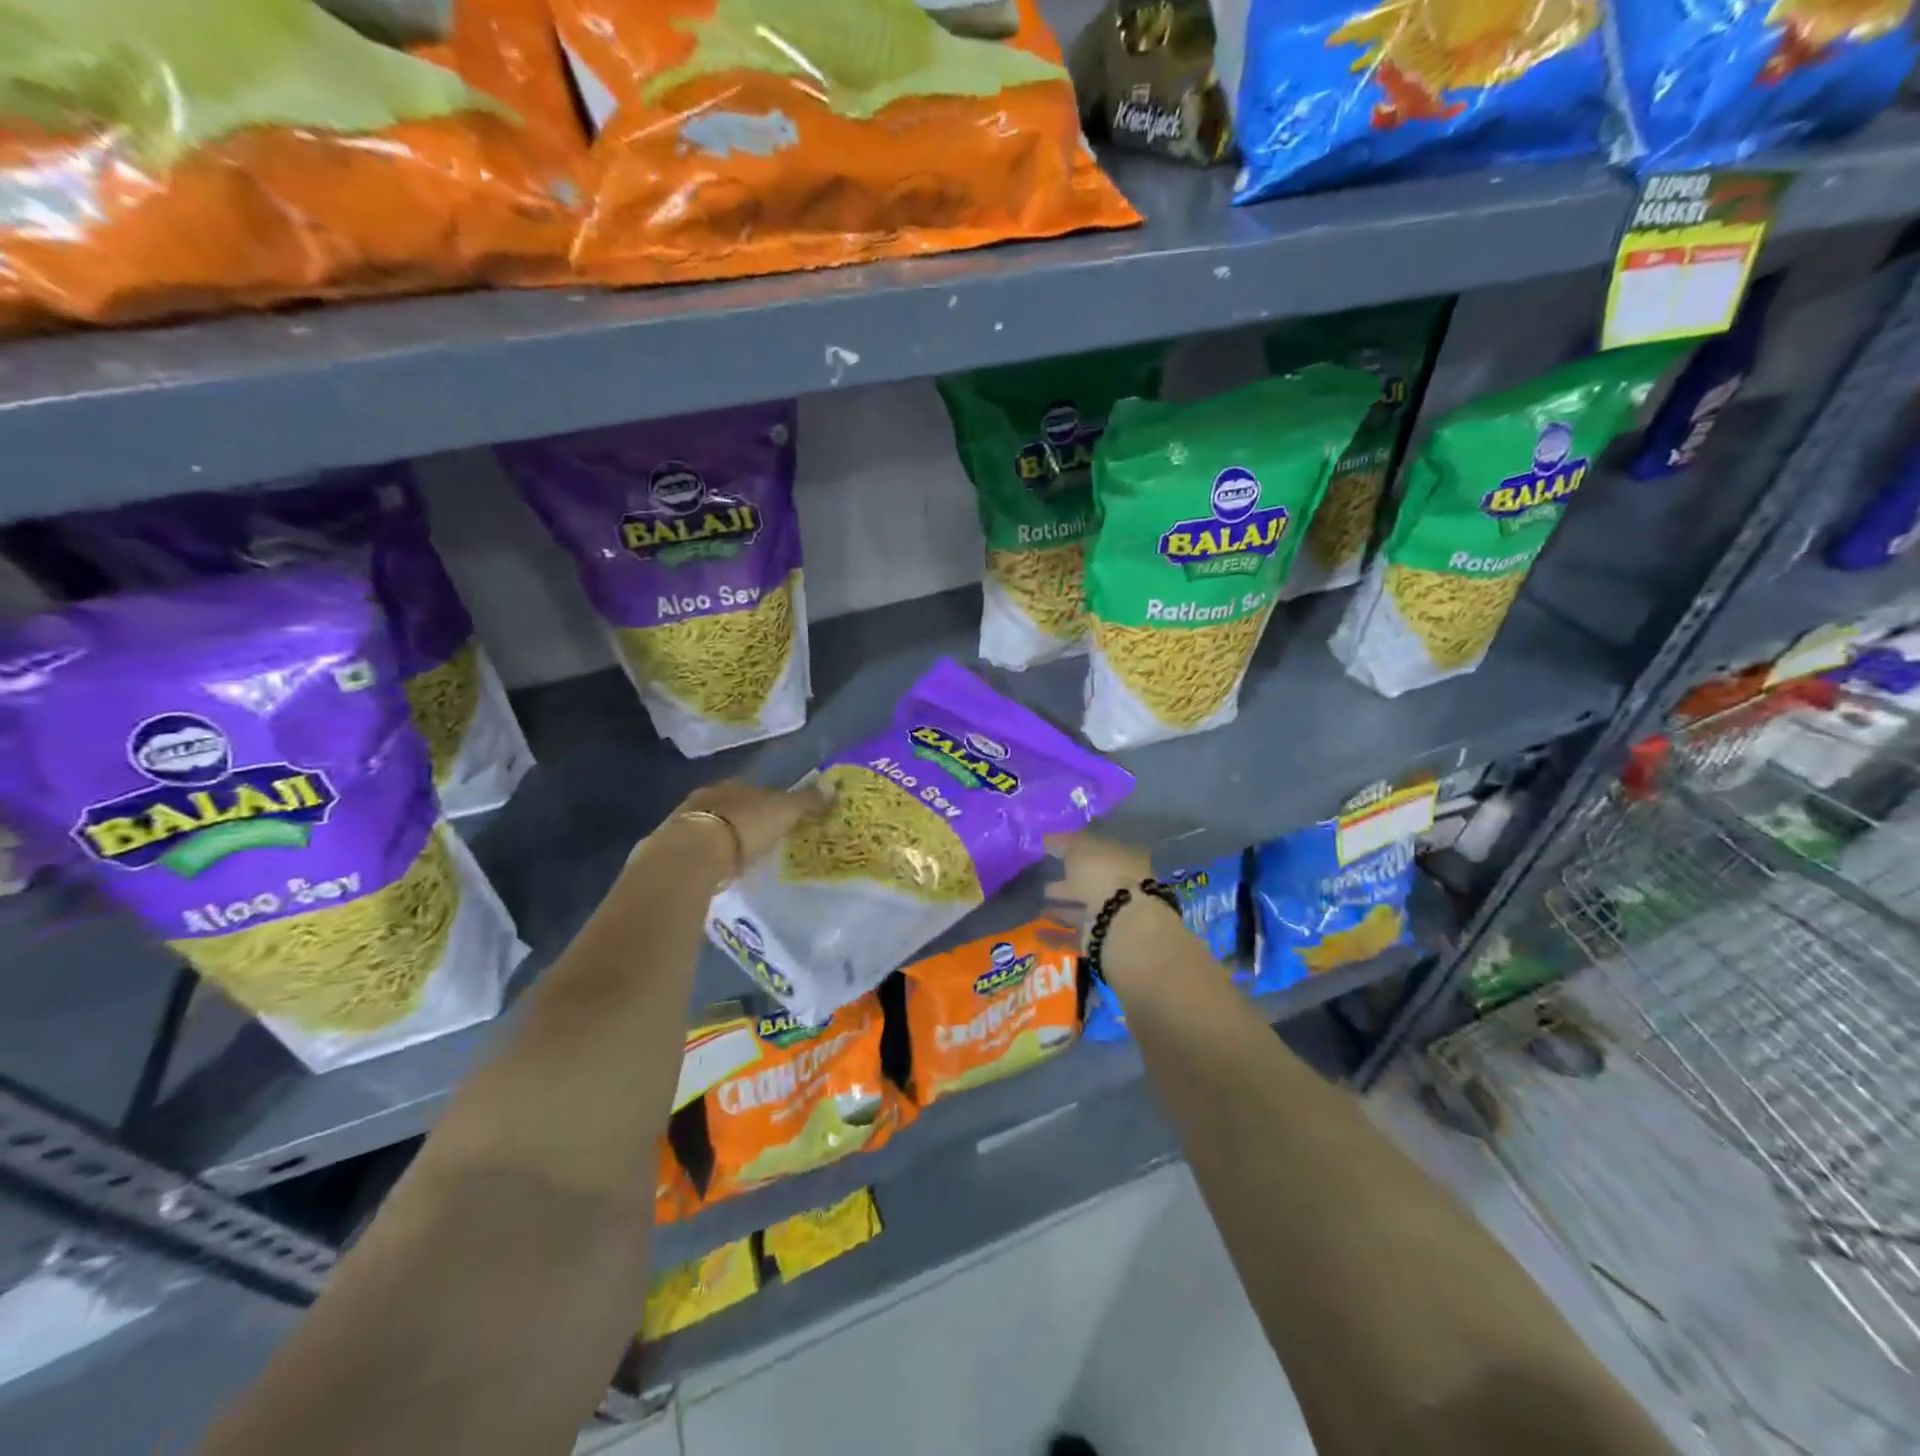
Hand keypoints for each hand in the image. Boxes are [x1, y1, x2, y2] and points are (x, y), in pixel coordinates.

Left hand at [672, 780, 830, 877]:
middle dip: (744, 819)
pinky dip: (706, 855)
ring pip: (711, 824)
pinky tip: (715, 869)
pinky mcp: (670, 845)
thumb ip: (807, 801)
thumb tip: (834, 786)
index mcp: (736, 785)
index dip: (769, 803)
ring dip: (722, 836)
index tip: (779, 819)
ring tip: (736, 858)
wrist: (692, 853)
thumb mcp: (784, 812)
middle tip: (759, 839)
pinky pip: (696, 847)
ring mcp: (685, 819)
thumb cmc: (744, 826)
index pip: (757, 790)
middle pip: (732, 805)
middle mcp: (709, 795)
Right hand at [1041, 831, 1154, 948]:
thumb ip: (1063, 842)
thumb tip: (1047, 839)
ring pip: (1083, 904)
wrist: (1120, 922)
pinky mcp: (1100, 937)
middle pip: (1090, 877)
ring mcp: (1112, 912)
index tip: (1051, 848)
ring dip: (1062, 902)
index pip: (1097, 847)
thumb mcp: (1079, 847)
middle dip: (1068, 875)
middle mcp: (1121, 883)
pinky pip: (1075, 930)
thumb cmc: (1102, 873)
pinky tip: (1038, 926)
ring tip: (1036, 898)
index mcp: (1123, 856)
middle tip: (1040, 872)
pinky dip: (1057, 929)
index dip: (1075, 846)